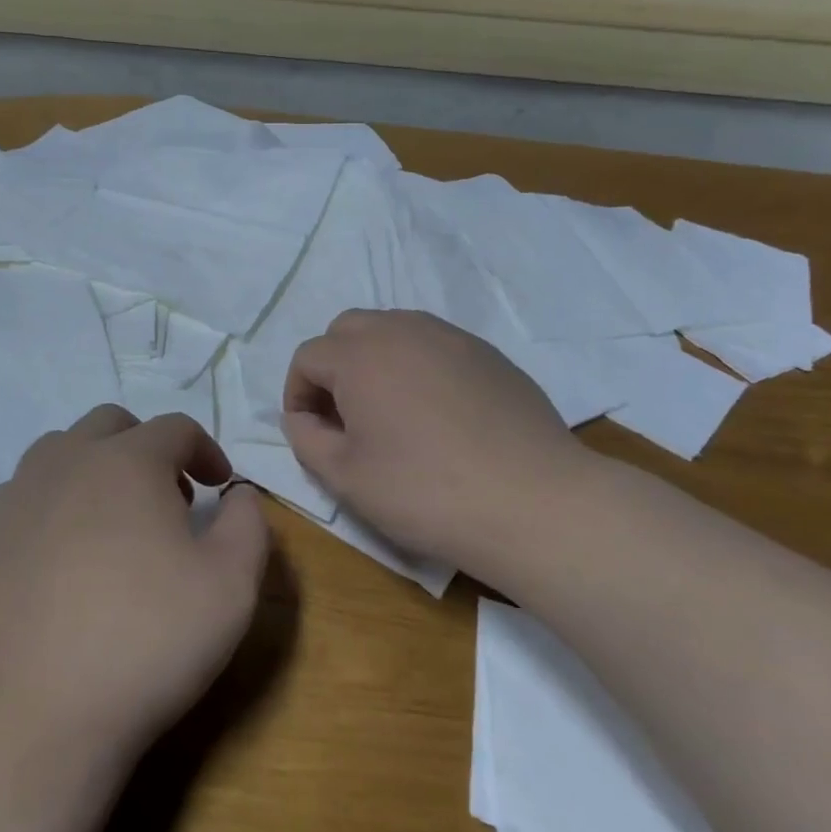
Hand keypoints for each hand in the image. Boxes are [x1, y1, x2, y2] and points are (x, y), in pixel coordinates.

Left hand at [0, 406, 271, 772]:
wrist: (33, 716)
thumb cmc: (145, 642)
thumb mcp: (231, 585)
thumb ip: (248, 524)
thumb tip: (238, 495)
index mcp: (127, 462)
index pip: (175, 429)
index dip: (206, 450)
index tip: (220, 486)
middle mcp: (66, 462)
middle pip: (112, 425)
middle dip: (149, 449)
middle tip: (171, 499)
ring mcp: (18, 497)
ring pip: (62, 450)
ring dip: (98, 467)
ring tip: (117, 521)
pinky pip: (27, 492)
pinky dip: (57, 500)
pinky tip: (67, 553)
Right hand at [283, 310, 592, 571]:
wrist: (533, 502)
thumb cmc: (425, 491)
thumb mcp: (345, 476)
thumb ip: (305, 438)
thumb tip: (300, 417)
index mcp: (360, 356)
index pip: (308, 356)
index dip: (297, 393)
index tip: (310, 431)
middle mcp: (402, 330)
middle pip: (347, 329)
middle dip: (333, 366)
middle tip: (344, 416)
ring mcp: (451, 337)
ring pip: (393, 329)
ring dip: (375, 361)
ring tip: (388, 412)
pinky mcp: (488, 354)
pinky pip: (434, 345)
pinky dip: (417, 366)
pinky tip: (436, 414)